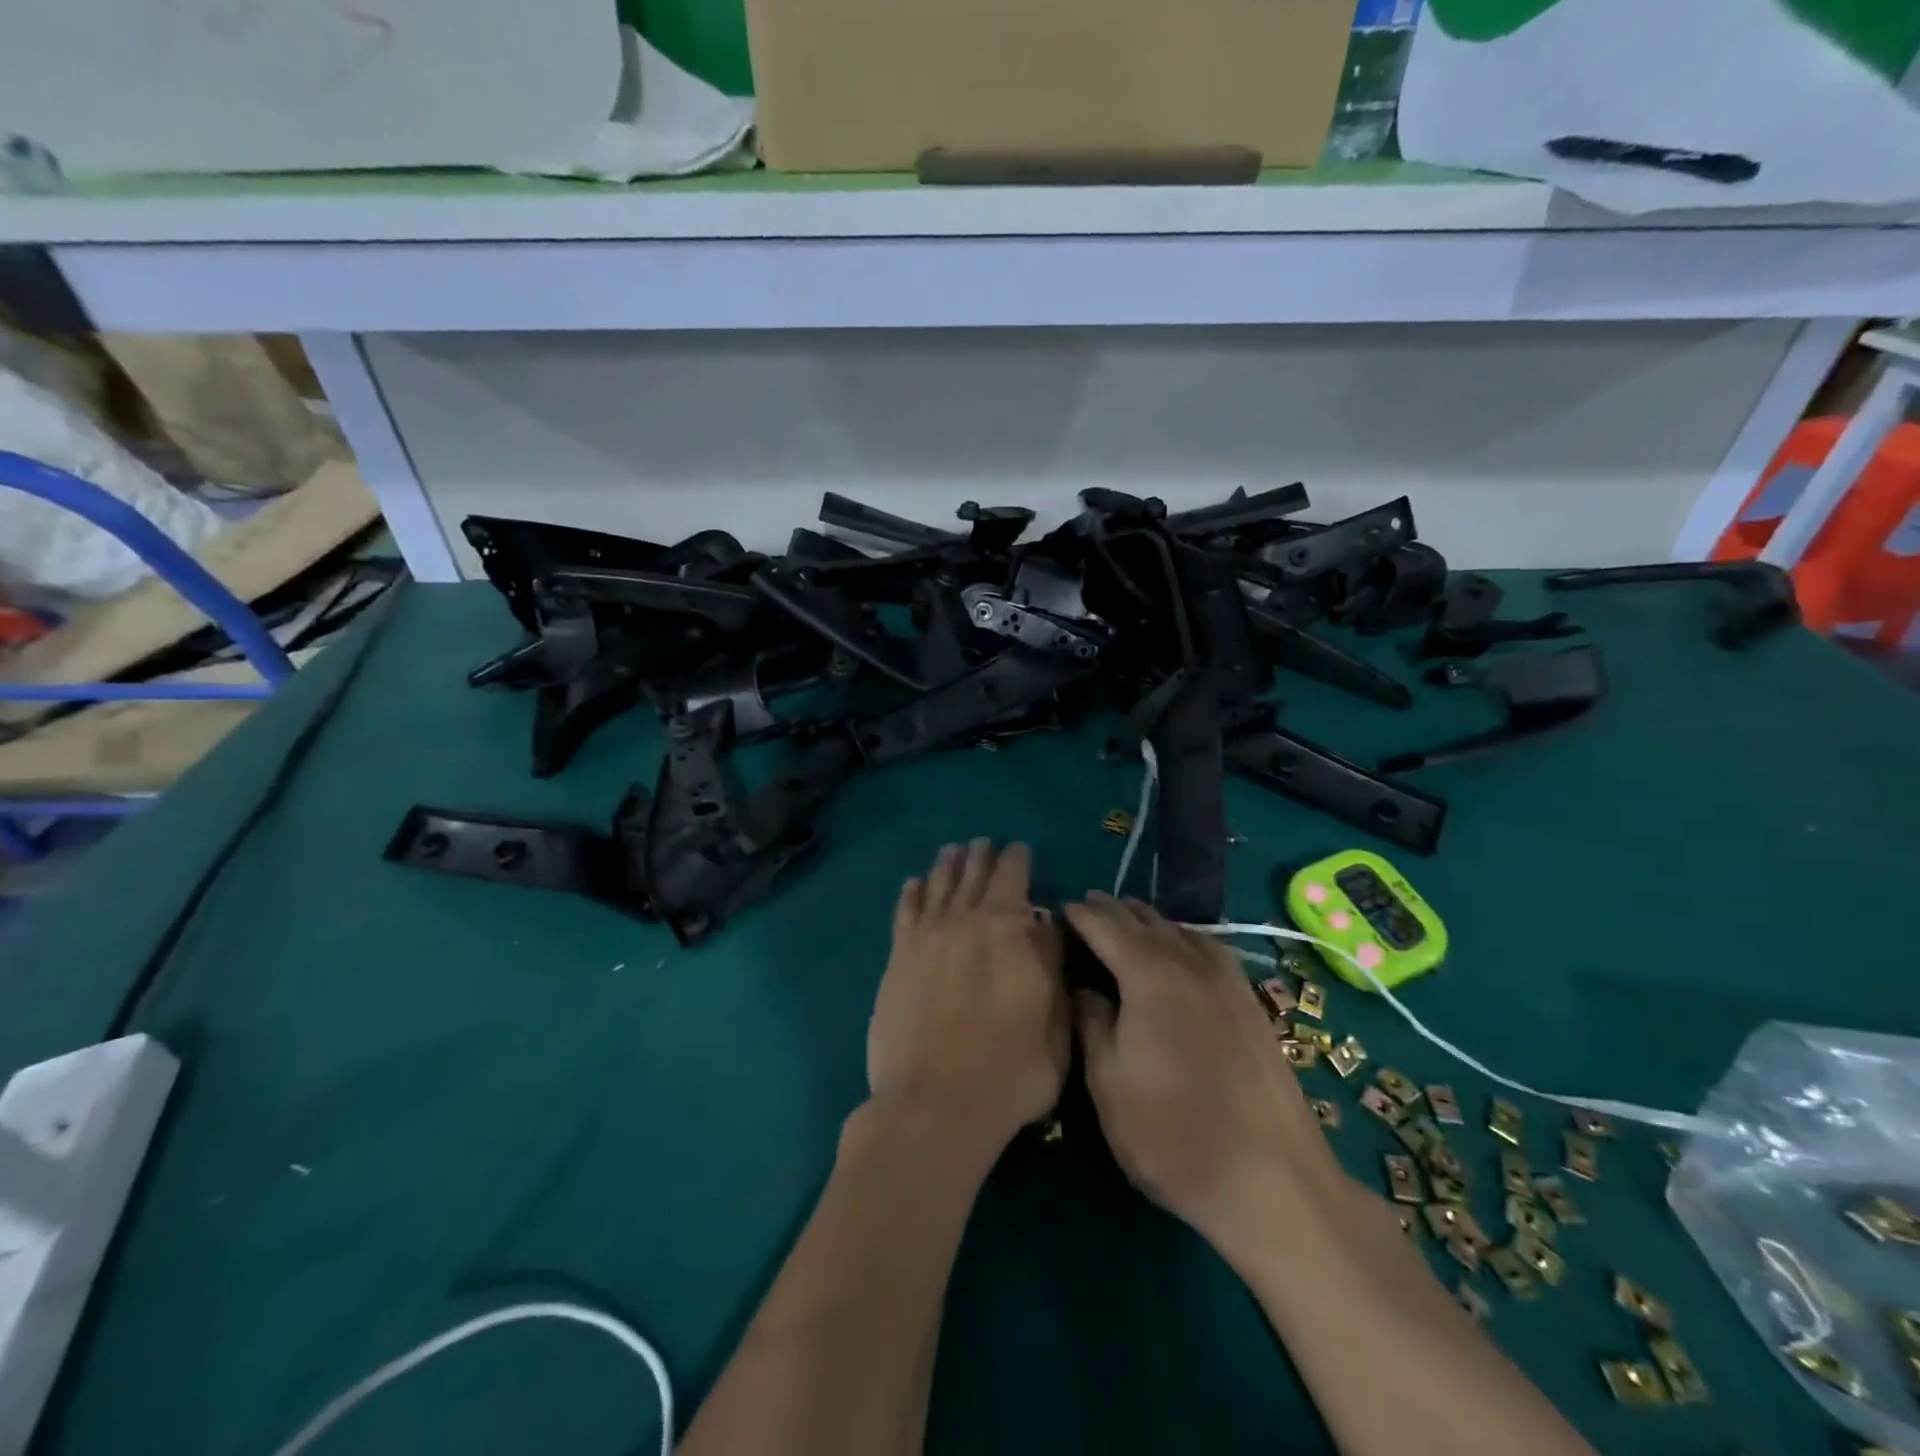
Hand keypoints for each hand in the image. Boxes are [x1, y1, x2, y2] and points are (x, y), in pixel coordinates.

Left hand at [867, 841, 1067, 1153]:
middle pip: (972, 876)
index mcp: (1006, 929)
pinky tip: (914, 883)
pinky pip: (904, 913)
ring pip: (938, 887)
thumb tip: (1044, 925)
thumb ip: (1051, 964)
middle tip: (984, 843)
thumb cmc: (1011, 1071)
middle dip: (981, 857)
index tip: (1019, 848)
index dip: (1017, 859)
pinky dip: (911, 893)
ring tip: (952, 850)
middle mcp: (964, 922)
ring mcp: (926, 939)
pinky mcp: (898, 960)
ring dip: (947, 866)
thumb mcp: (1055, 1023)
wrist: (936, 1106)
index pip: (1012, 878)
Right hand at [1066, 893, 1347, 1262]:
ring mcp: (1226, 979)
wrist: (1272, 1180)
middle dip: (1111, 911)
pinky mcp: (1250, 1001)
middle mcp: (1189, 961)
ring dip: (1146, 923)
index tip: (1057, 910)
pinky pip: (1206, 948)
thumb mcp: (1107, 1081)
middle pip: (1143, 920)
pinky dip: (1181, 939)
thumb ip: (1091, 1021)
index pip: (1104, 924)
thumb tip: (1083, 985)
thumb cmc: (1172, 1133)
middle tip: (1084, 912)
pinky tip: (1178, 954)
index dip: (1078, 914)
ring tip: (1124, 926)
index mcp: (1149, 973)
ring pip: (1178, 930)